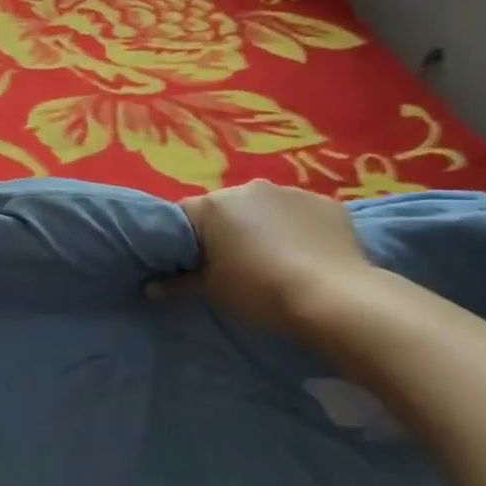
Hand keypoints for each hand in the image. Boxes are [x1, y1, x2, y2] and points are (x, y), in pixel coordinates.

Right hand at [176, 180, 373, 334]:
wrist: (334, 298)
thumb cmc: (259, 291)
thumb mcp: (212, 292)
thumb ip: (179, 284)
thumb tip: (152, 288)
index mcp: (213, 206)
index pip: (184, 215)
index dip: (185, 240)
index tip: (192, 263)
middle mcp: (248, 188)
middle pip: (225, 208)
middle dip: (226, 230)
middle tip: (234, 264)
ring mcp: (290, 191)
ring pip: (265, 208)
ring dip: (263, 226)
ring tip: (276, 261)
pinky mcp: (326, 203)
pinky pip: (301, 214)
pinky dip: (298, 229)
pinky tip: (307, 256)